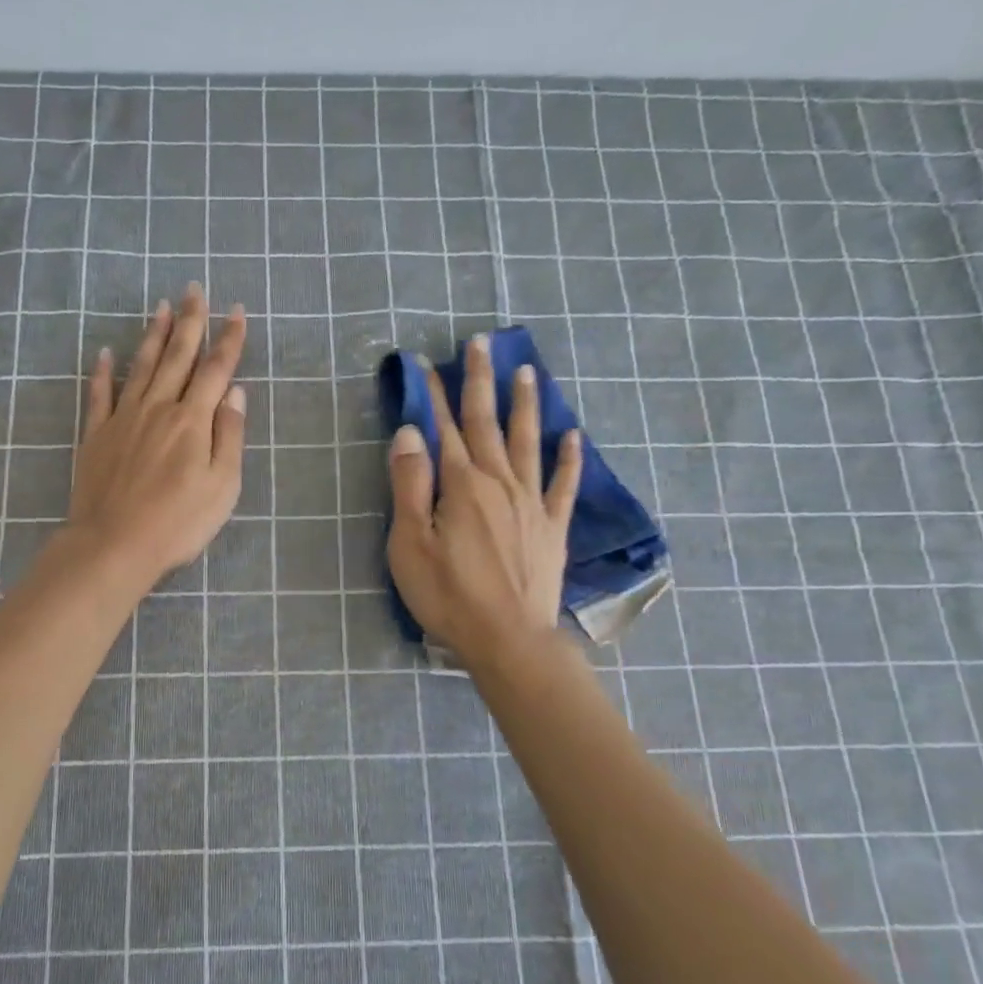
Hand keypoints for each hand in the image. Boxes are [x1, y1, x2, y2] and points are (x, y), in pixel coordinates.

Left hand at [66, 284, 247, 587]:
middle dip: (190, 322)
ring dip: (153, 335)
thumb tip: (235, 393)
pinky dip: (103, 371)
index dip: (228, 339)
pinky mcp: (96, 435)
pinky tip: (106, 352)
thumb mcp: (222, 486)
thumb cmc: (177, 522)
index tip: (236, 311)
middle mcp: (158, 408)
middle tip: (195, 290)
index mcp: (192, 421)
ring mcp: (123, 419)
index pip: (215, 370)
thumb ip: (229, 436)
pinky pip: (99, 394)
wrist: (113, 544)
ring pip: (142, 366)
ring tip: (161, 307)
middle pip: (178, 357)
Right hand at [387, 333, 582, 663]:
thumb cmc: (448, 595)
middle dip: (481, 382)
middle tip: (482, 343)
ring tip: (527, 371)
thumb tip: (409, 432)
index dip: (435, 394)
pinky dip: (568, 458)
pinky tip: (573, 435)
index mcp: (461, 485)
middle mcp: (499, 482)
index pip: (443, 428)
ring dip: (525, 405)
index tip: (429, 362)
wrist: (508, 640)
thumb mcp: (411, 543)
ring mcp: (531, 503)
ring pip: (528, 442)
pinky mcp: (551, 527)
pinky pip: (563, 484)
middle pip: (487, 423)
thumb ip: (411, 485)